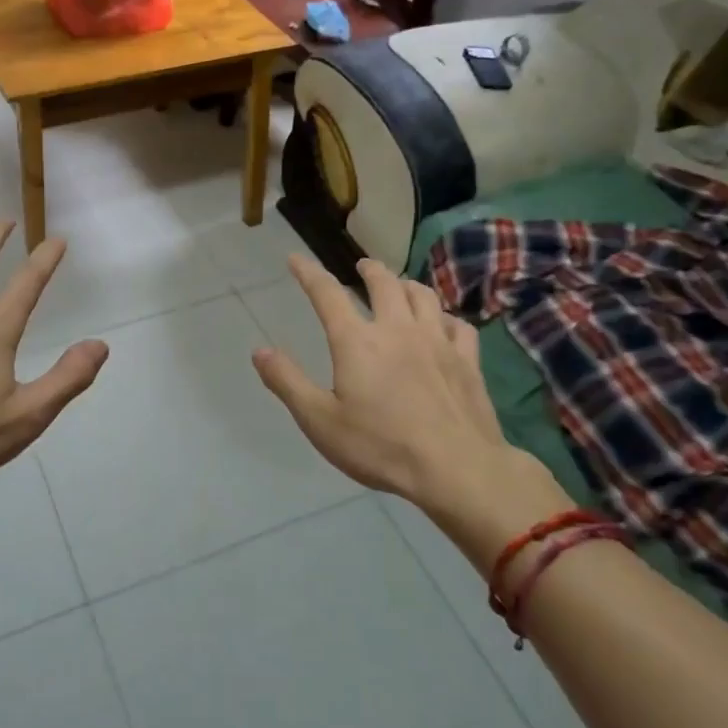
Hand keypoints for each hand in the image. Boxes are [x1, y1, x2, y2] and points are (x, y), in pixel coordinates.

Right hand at [252, 254, 568, 551]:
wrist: (456, 468)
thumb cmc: (380, 446)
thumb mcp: (320, 421)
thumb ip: (288, 382)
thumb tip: (259, 351)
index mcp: (356, 341)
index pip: (327, 294)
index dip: (309, 273)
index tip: (296, 259)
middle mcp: (397, 329)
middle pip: (384, 283)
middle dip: (369, 270)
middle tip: (362, 267)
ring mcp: (437, 341)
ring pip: (423, 295)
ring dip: (407, 285)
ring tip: (400, 287)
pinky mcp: (467, 360)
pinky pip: (458, 325)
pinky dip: (445, 317)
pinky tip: (443, 325)